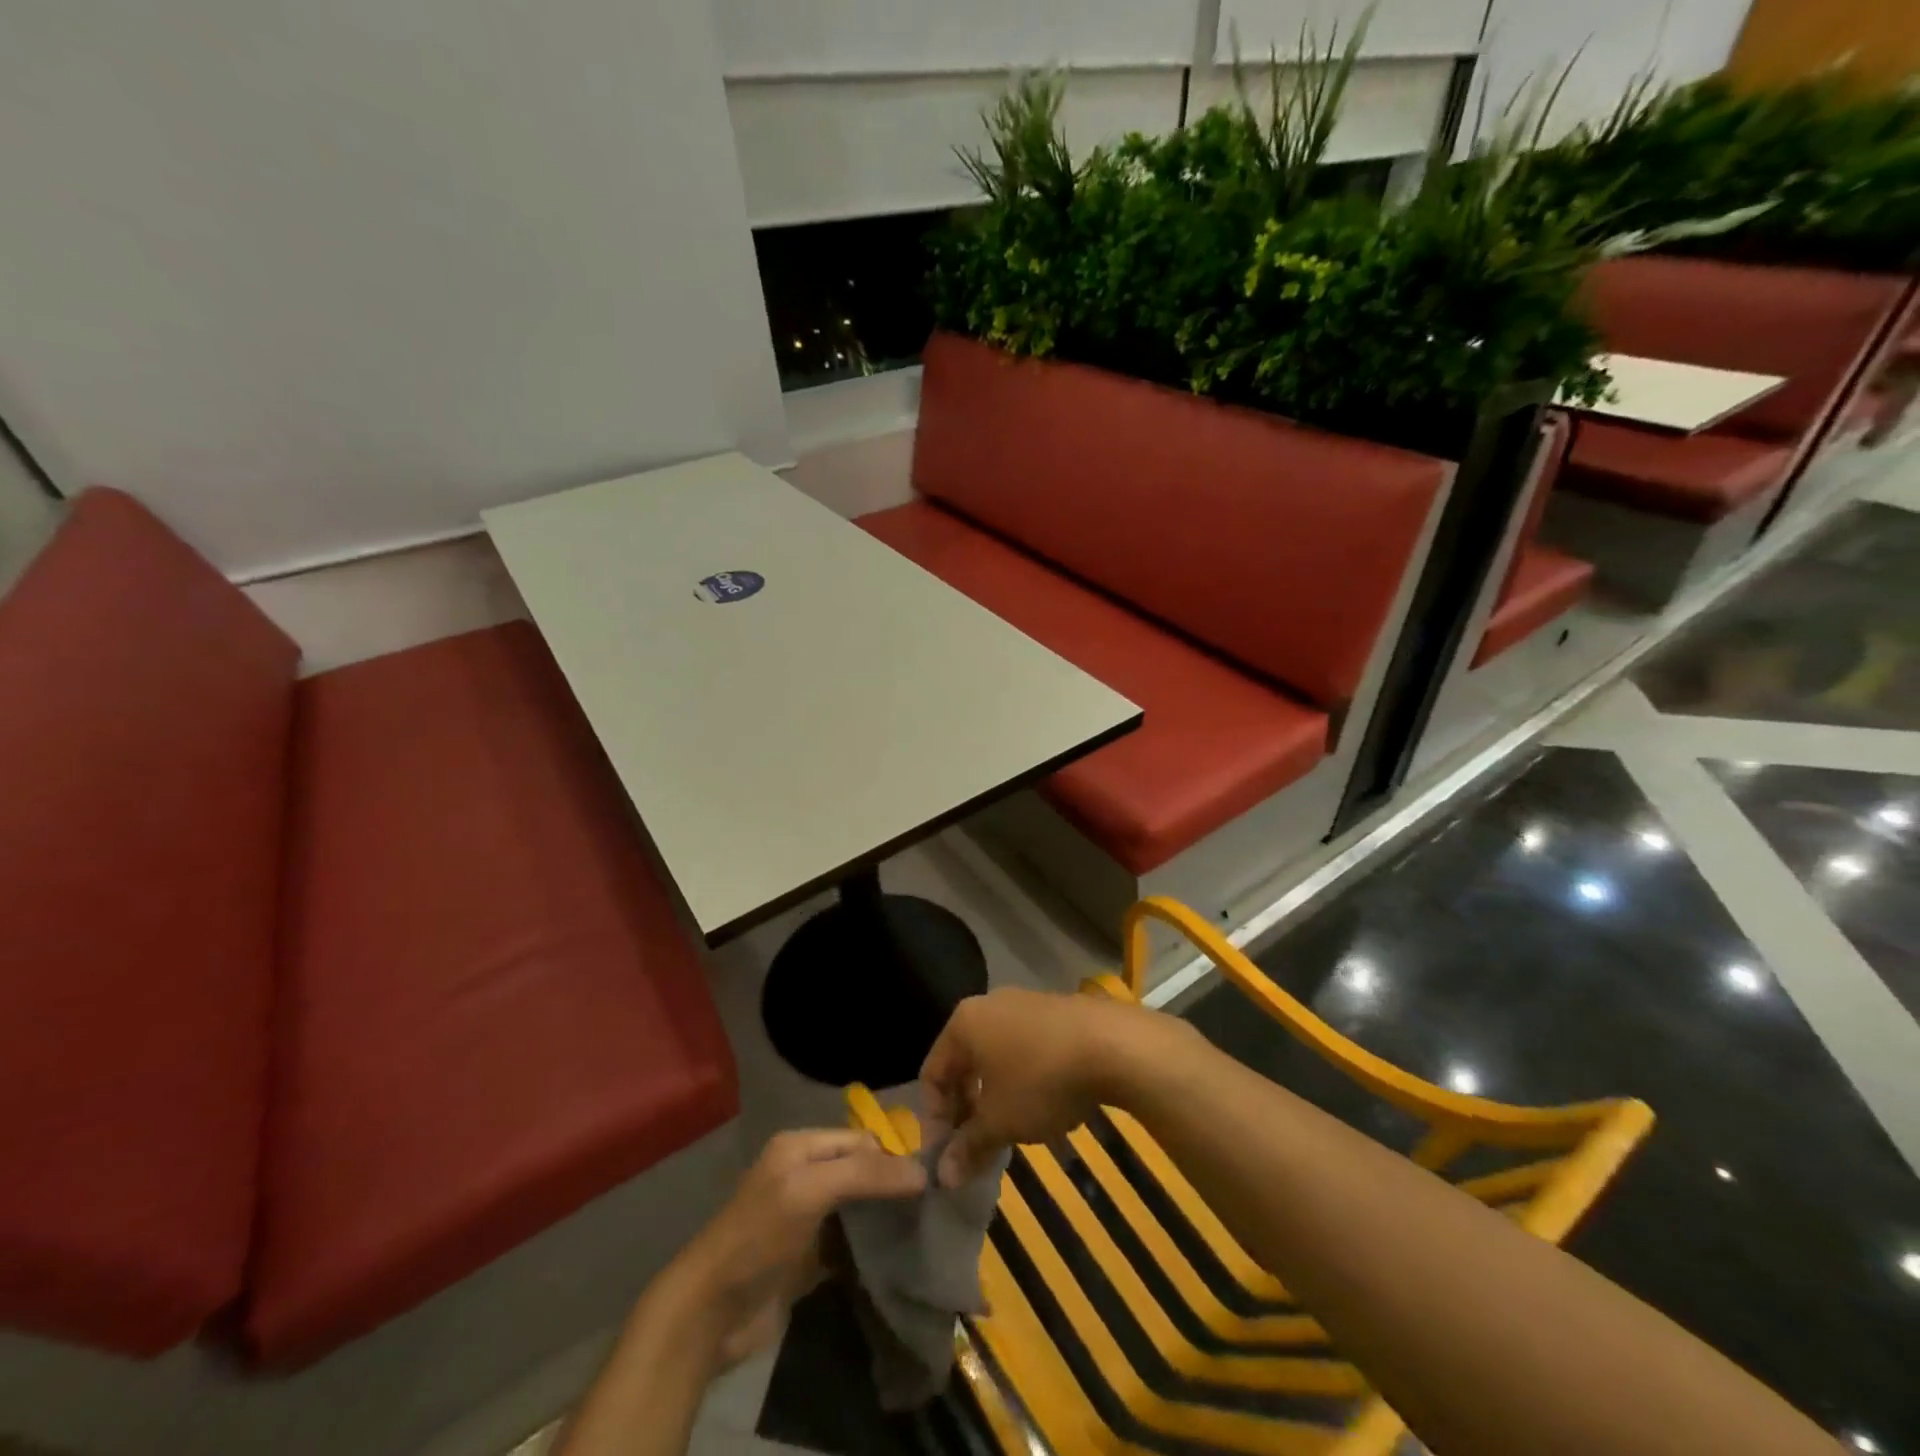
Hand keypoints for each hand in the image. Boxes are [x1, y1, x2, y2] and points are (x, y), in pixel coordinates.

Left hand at [661, 1129, 926, 1365]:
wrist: (710, 1313)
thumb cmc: (759, 1236)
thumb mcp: (810, 1190)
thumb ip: (864, 1175)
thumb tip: (921, 1172)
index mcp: (801, 1147)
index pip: (860, 1140)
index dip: (891, 1156)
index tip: (929, 1182)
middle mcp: (805, 1175)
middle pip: (860, 1172)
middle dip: (891, 1187)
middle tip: (931, 1207)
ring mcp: (806, 1219)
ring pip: (857, 1209)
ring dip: (884, 1219)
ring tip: (922, 1231)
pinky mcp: (808, 1260)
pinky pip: (849, 1246)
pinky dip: (870, 1250)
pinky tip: (896, 1259)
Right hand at [919, 988, 1189, 1187]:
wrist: (1113, 1044)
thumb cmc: (1042, 1080)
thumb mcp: (1000, 1121)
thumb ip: (968, 1147)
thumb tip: (942, 1176)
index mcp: (964, 1023)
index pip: (931, 1073)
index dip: (934, 1120)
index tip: (947, 1158)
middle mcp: (989, 1005)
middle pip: (963, 1063)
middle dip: (965, 1110)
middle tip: (975, 1149)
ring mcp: (1024, 1004)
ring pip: (995, 1056)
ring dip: (994, 1097)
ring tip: (1009, 1132)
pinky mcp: (1055, 1011)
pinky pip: (1024, 1049)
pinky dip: (1022, 1079)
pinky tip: (1043, 1107)